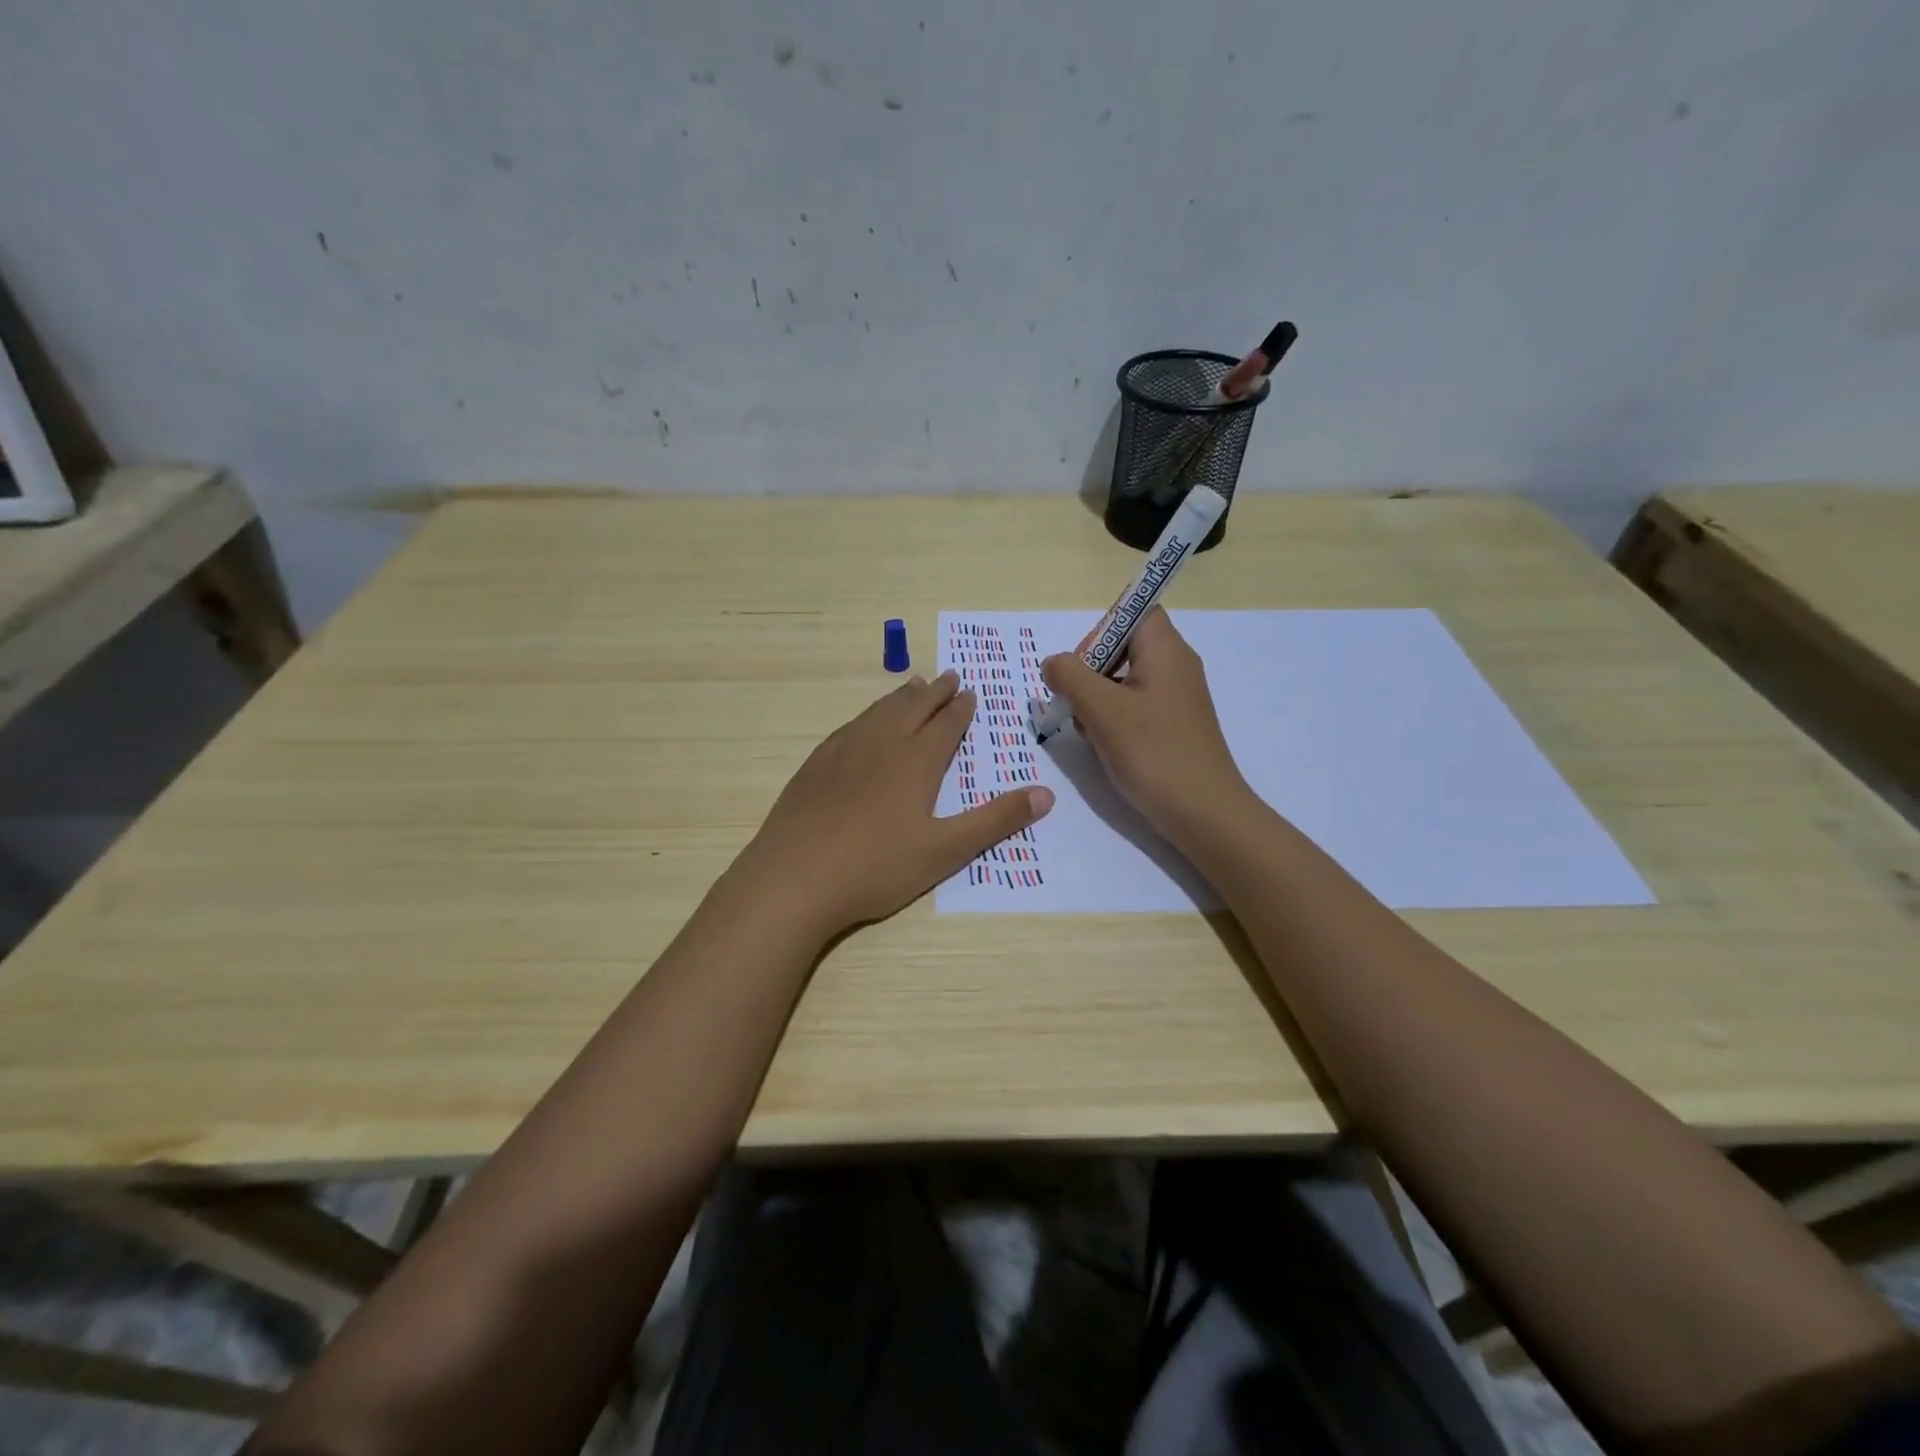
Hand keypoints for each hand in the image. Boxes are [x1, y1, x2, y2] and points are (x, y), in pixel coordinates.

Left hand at [738, 672, 1053, 936]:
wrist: (794, 878)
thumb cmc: (877, 866)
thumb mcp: (946, 850)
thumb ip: (995, 821)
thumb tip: (1046, 794)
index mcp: (916, 760)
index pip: (945, 724)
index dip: (960, 708)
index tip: (969, 692)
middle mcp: (881, 744)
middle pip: (912, 707)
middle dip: (934, 691)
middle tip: (948, 676)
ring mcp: (843, 751)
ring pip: (878, 711)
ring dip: (900, 697)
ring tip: (912, 686)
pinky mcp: (815, 765)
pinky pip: (850, 726)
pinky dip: (868, 715)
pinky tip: (863, 723)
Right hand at [1040, 607, 1250, 840]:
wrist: (1204, 813)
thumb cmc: (1153, 752)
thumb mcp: (1101, 709)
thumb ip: (1069, 676)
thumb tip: (1054, 663)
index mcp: (1166, 650)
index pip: (1134, 611)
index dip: (1101, 629)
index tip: (1082, 664)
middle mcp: (1176, 666)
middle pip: (1124, 647)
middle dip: (1090, 672)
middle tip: (1076, 702)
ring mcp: (1177, 698)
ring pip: (1124, 681)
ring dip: (1097, 700)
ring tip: (1089, 730)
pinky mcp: (1174, 726)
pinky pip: (1135, 707)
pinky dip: (1113, 720)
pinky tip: (1104, 747)